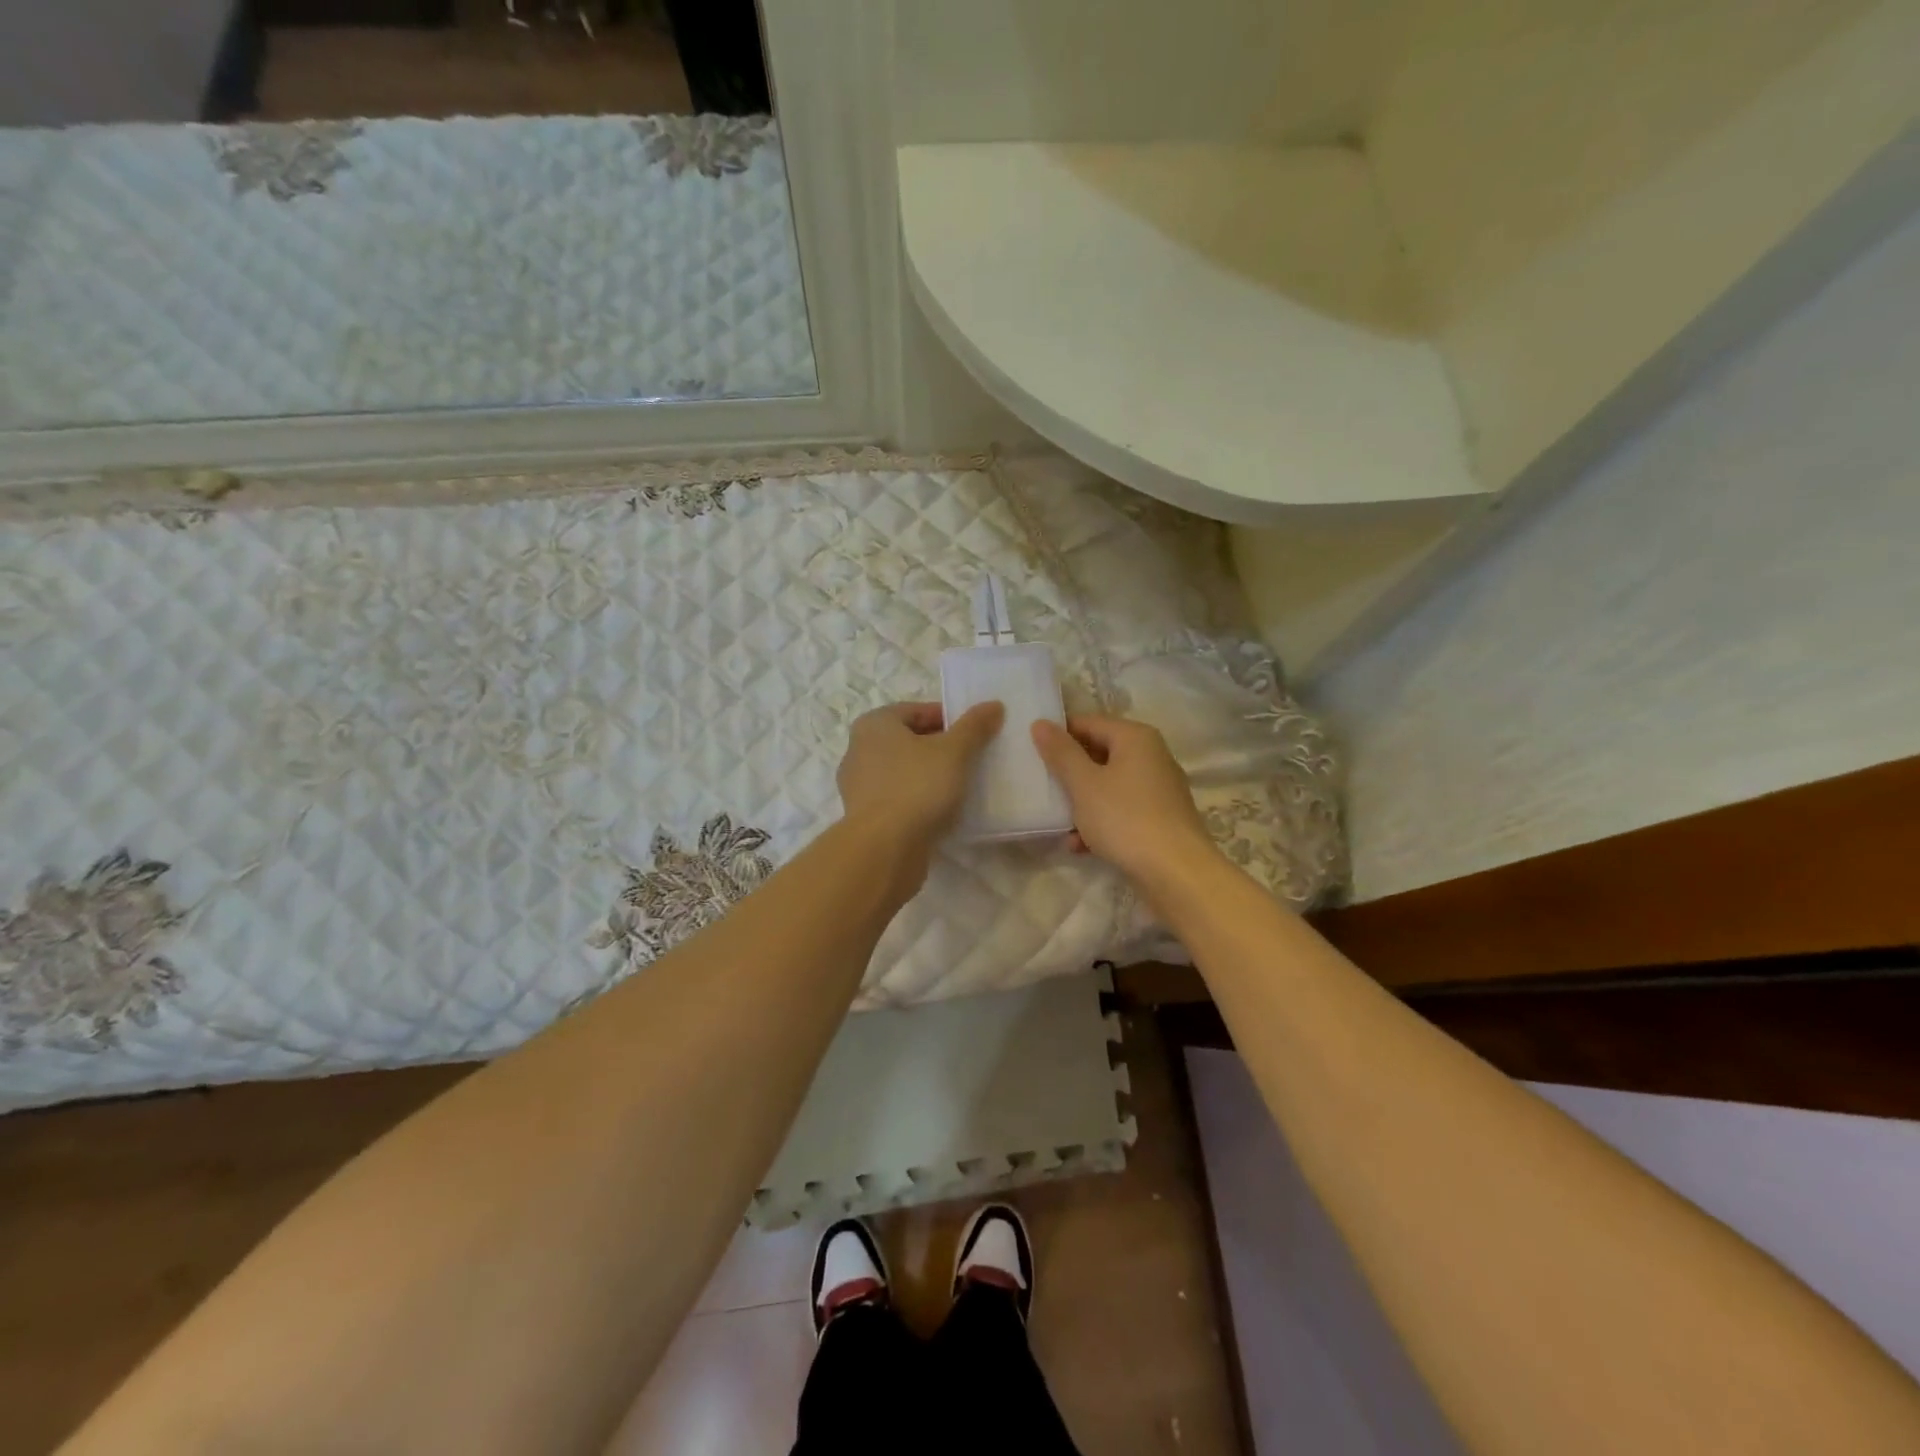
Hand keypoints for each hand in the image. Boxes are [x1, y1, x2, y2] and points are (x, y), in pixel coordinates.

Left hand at [836, 700, 1004, 859]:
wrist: (884, 848)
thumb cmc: (917, 787)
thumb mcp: (954, 751)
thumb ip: (974, 726)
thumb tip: (993, 705)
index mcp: (874, 724)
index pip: (917, 710)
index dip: (949, 718)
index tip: (974, 733)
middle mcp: (859, 749)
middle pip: (909, 740)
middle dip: (940, 747)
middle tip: (972, 758)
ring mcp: (858, 785)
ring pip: (903, 771)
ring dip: (930, 775)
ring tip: (961, 785)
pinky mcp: (865, 816)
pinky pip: (898, 797)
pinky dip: (918, 799)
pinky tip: (942, 810)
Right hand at [1031, 714, 1217, 885]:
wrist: (1177, 873)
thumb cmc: (1125, 819)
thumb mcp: (1084, 784)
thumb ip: (1061, 752)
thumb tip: (1041, 723)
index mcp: (1135, 737)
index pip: (1087, 722)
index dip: (1058, 734)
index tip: (1031, 752)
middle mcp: (1151, 756)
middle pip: (1099, 753)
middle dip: (1069, 772)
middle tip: (1040, 786)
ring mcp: (1159, 789)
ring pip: (1108, 785)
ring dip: (1081, 802)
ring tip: (1058, 822)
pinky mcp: (1160, 818)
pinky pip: (1122, 810)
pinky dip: (1100, 822)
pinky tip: (1079, 846)